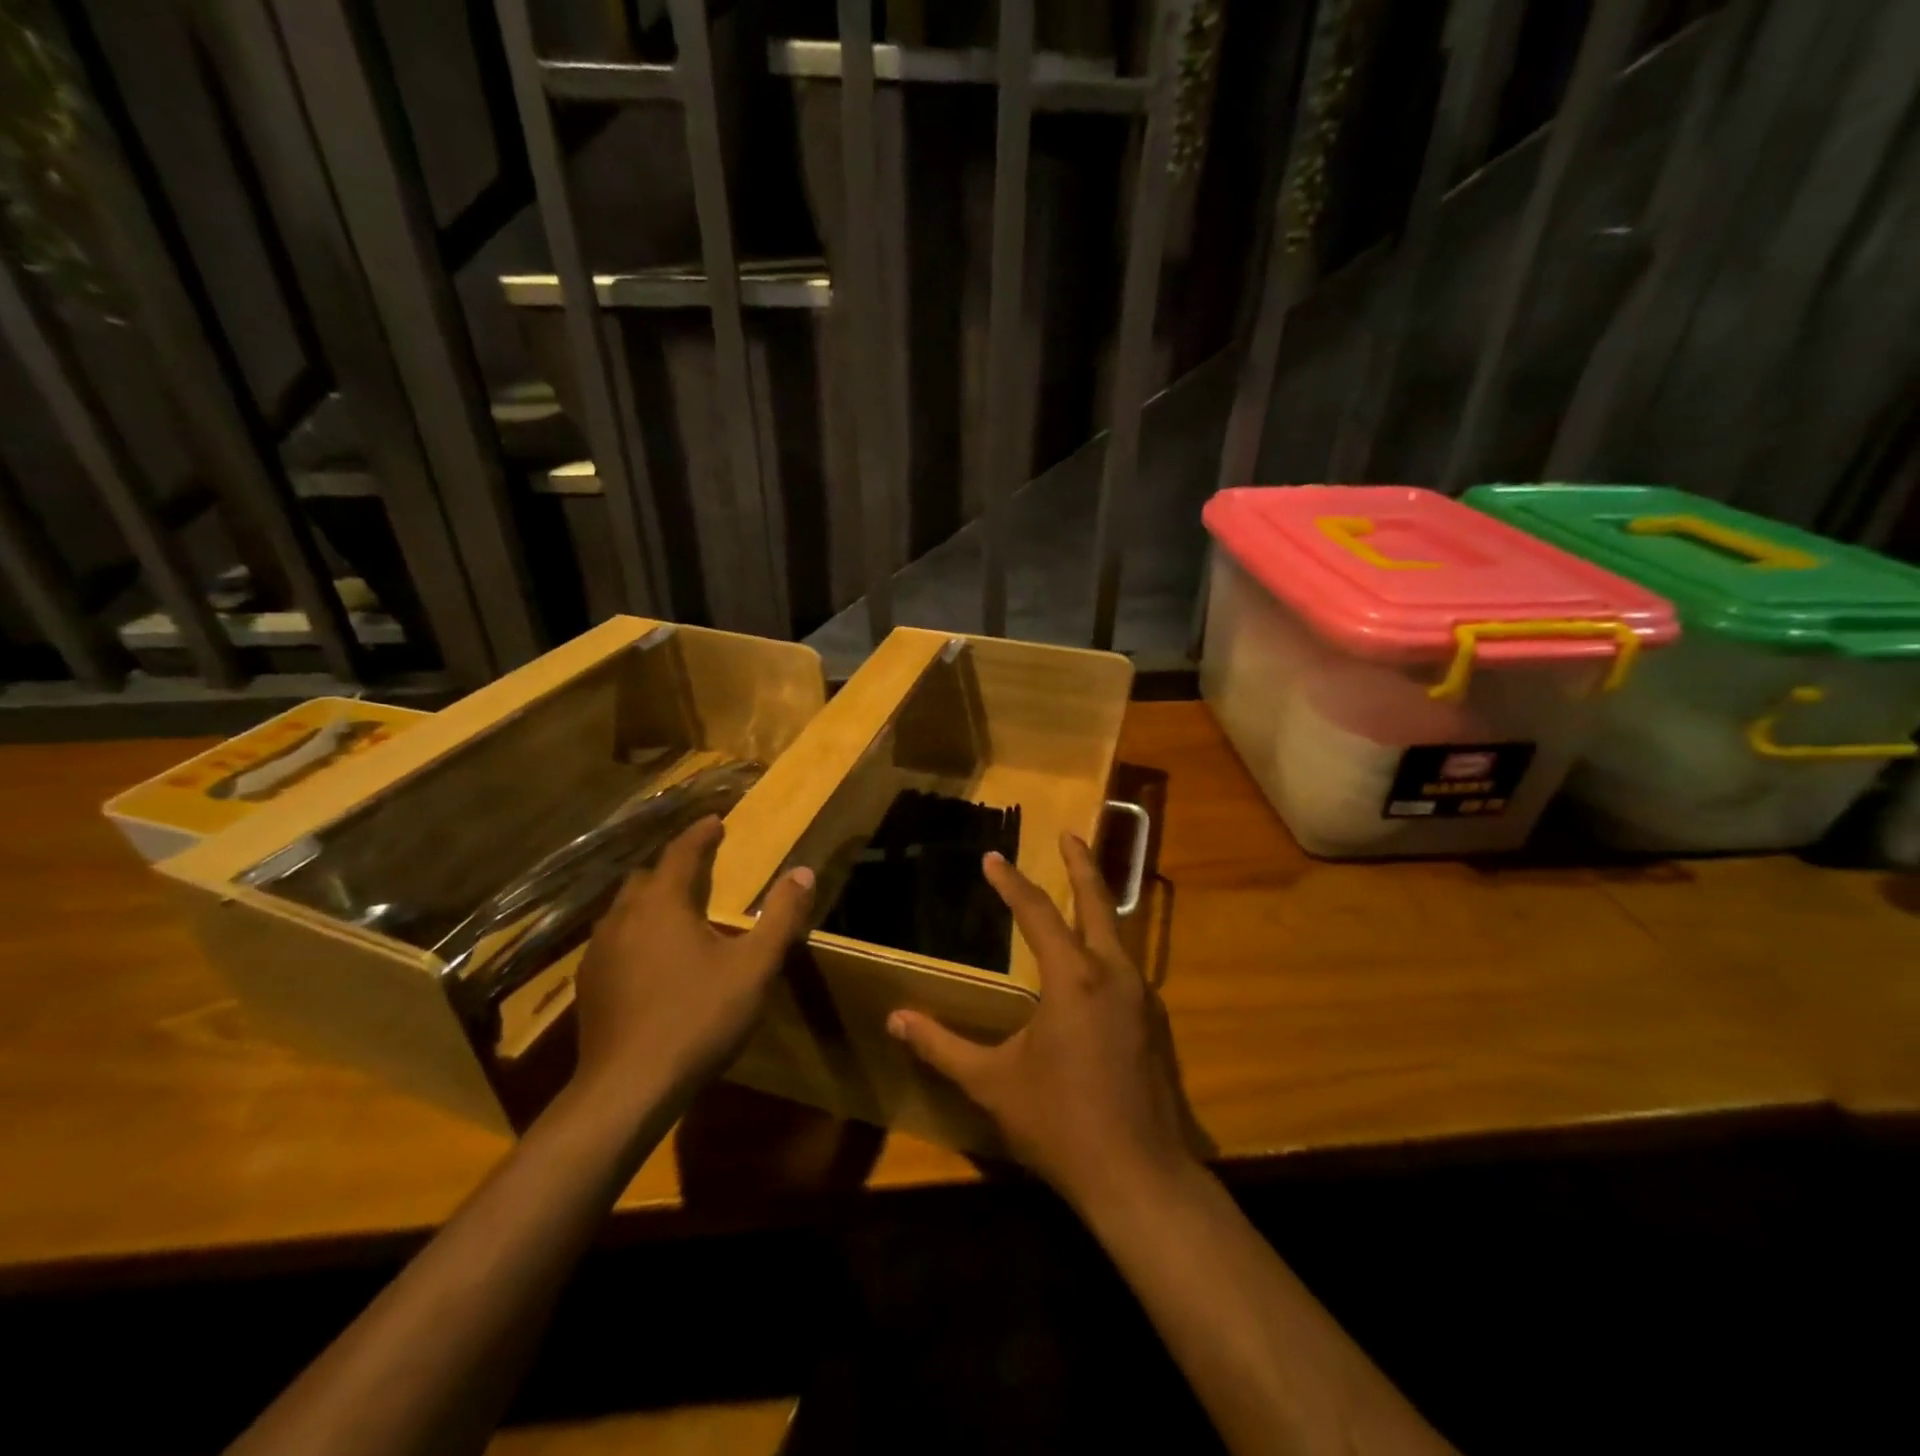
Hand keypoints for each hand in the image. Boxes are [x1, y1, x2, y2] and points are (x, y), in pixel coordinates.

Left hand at [572, 815, 813, 1108]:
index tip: (715, 821)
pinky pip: (614, 939)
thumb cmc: (698, 1018)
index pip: (681, 853)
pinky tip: (651, 958)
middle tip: (700, 868)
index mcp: (663, 904)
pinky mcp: (589, 985)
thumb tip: (803, 873)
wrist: (628, 1088)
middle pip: (648, 877)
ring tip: (677, 911)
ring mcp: (599, 952)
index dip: (700, 834)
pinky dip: (636, 932)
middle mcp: (624, 917)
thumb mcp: (754, 967)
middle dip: (674, 867)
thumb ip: (780, 916)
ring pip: (625, 909)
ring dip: (651, 900)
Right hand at [886, 832, 1202, 1211]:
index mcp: (1074, 978)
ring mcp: (1143, 997)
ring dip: (1098, 905)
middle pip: (1097, 902)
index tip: (993, 858)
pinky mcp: (1156, 1023)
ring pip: (1119, 934)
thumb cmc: (1060, 1123)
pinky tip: (1096, 965)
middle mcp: (1114, 974)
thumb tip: (895, 1020)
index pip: (1037, 913)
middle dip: (1082, 864)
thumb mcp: (992, 1083)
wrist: (1140, 1176)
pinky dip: (1108, 947)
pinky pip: (1129, 968)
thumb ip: (942, 1046)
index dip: (1011, 883)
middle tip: (1070, 833)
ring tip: (1081, 890)